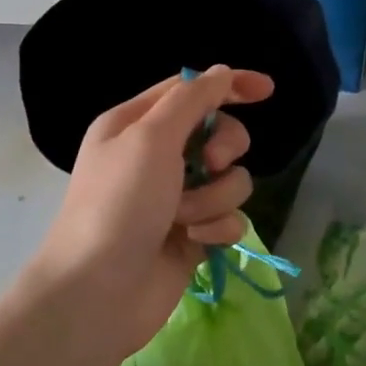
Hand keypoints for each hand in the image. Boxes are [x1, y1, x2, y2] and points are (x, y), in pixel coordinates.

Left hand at [28, 65, 274, 365]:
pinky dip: (216, 228)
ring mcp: (177, 199)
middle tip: (209, 165)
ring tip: (185, 218)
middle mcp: (157, 158)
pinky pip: (228, 218)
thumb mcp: (150, 138)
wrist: (98, 293)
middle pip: (219, 134)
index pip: (192, 90)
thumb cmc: (118, 205)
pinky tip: (194, 243)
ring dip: (215, 197)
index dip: (230, 86)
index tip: (267, 91)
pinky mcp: (193, 236)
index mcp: (137, 124)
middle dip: (224, 149)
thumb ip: (192, 100)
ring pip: (231, 180)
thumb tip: (222, 72)